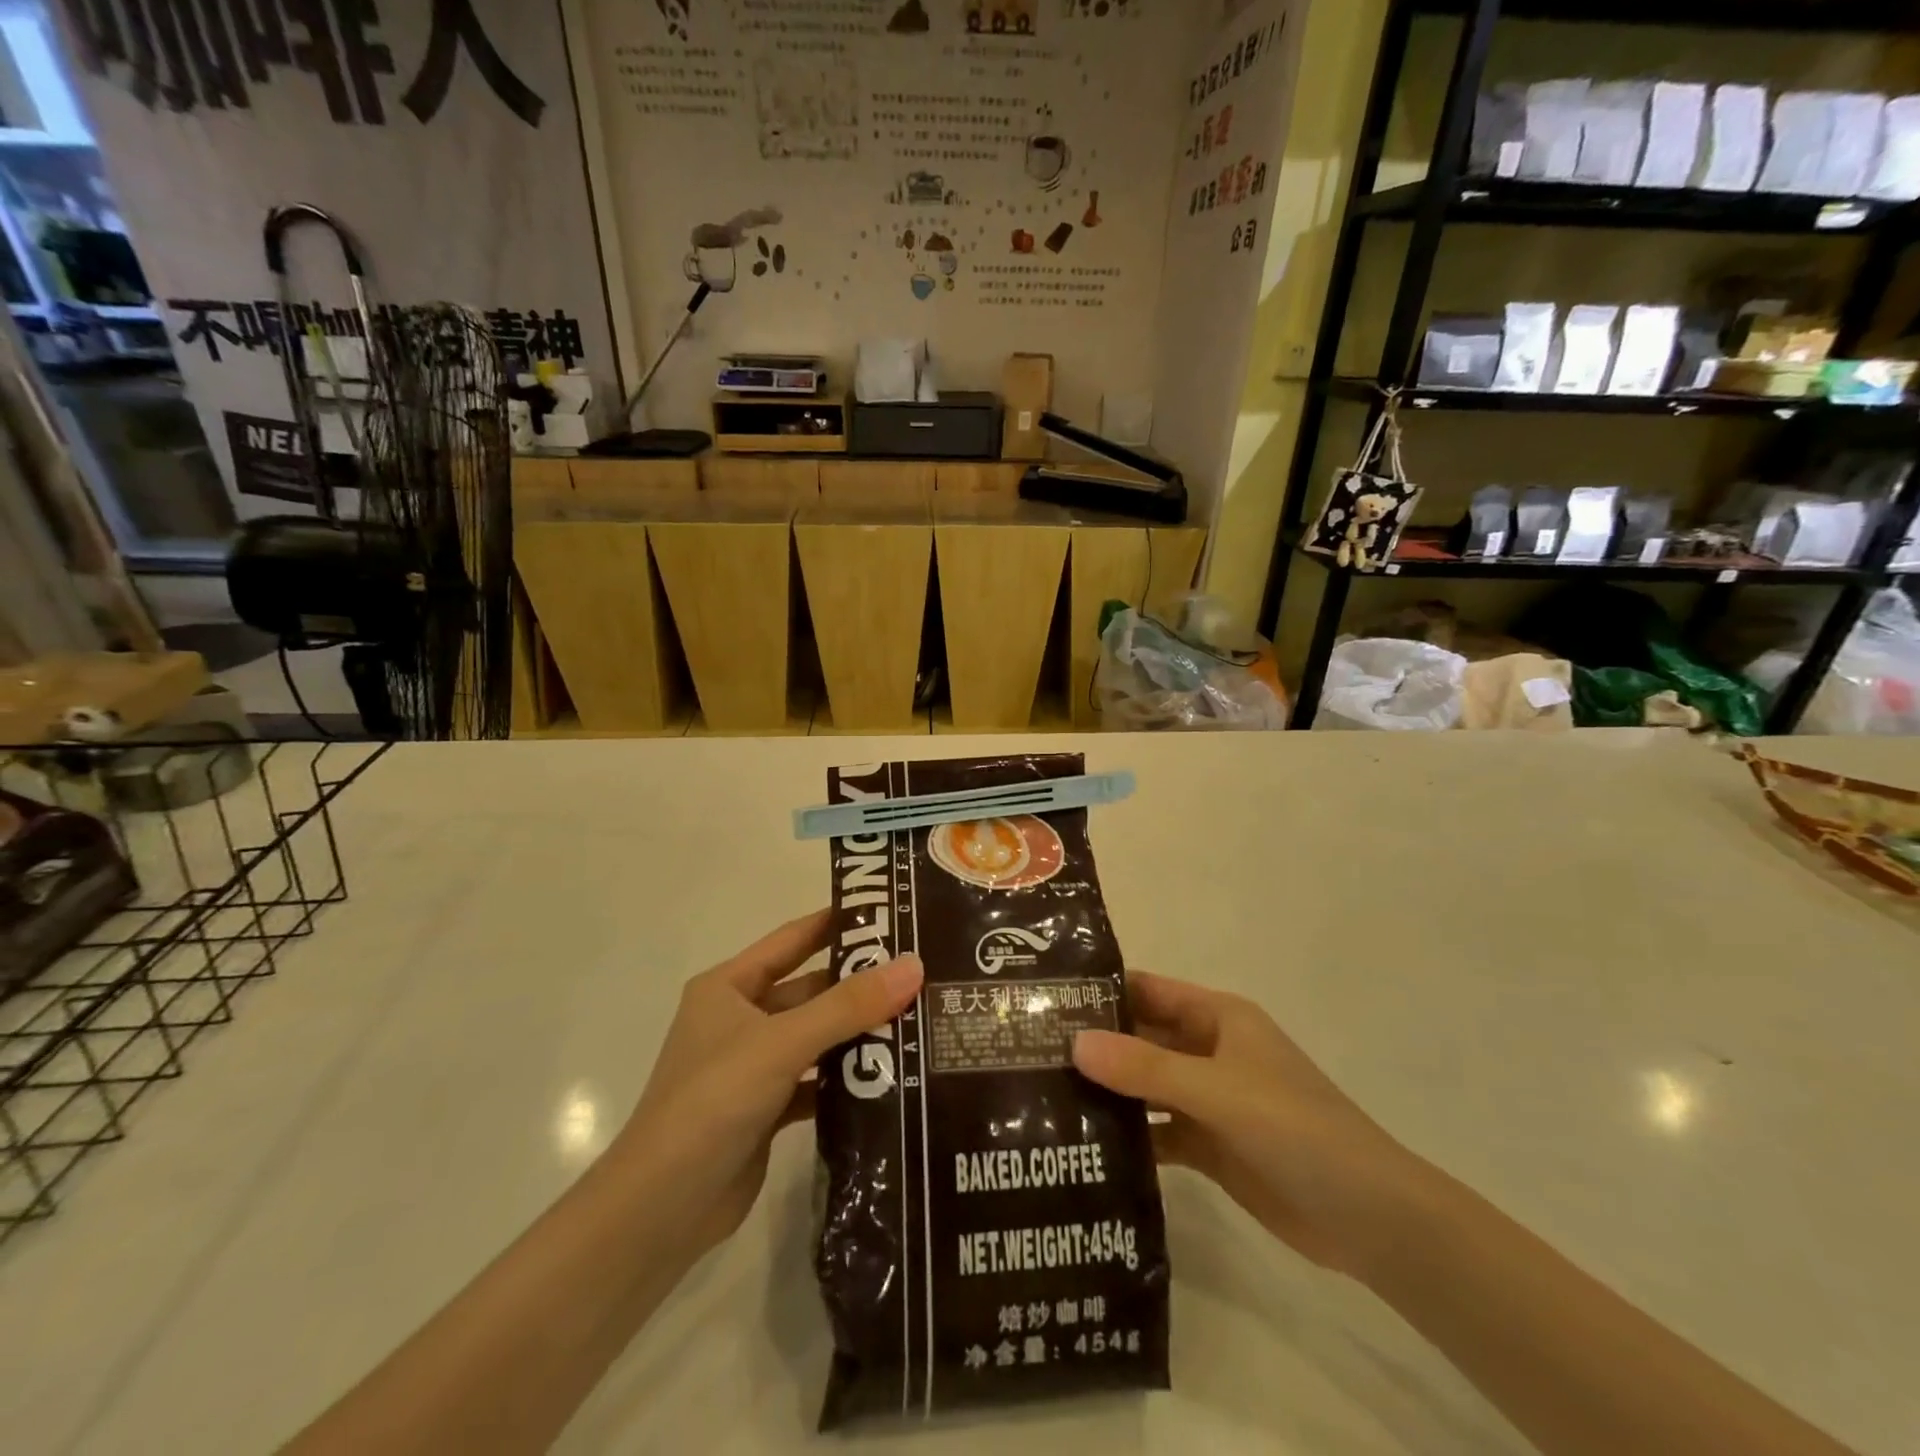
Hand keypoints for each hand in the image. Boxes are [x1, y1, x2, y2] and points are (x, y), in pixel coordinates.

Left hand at [614, 910, 922, 1259]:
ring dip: (857, 1033)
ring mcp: (752, 1066)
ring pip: (815, 1037)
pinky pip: (815, 1081)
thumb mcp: (782, 1043)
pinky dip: (846, 1079)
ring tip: (919, 1019)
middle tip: (921, 973)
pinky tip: (891, 1076)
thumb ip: (848, 1005)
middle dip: (859, 984)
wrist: (660, 1211)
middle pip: (810, 990)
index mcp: (729, 987)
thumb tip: (914, 964)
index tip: (891, 912)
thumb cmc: (712, 1102)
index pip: (793, 939)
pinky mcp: (766, 1109)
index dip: (837, 922)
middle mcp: (739, 1020)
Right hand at [1073, 973, 1424, 1279]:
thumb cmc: (1297, 1130)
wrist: (1371, 1219)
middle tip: (1028, 1052)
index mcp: (1217, 1018)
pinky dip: (1129, 1136)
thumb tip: (1074, 1042)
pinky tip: (1084, 1146)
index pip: (1146, 991)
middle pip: (1141, 1037)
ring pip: (1145, 1085)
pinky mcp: (1210, 1146)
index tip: (1043, 999)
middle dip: (1094, 1043)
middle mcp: (1208, 1051)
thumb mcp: (1218, 1090)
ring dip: (1107, 1090)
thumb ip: (1146, 1067)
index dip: (1101, 991)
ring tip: (1041, 1097)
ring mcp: (1209, 1100)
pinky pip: (1159, 1131)